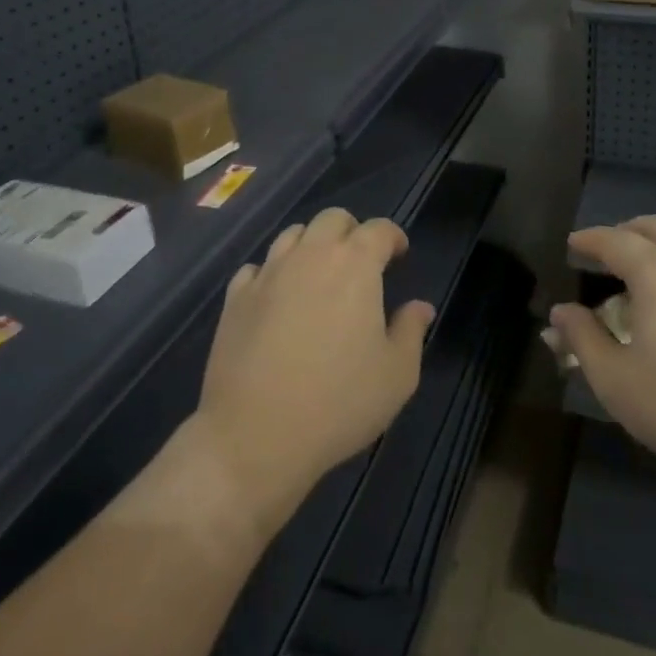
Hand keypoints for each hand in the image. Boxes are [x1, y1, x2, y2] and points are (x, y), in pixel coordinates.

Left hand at [191, 207, 432, 534]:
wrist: (255, 436)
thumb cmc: (338, 402)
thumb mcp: (397, 375)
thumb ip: (411, 331)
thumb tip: (420, 306)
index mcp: (355, 265)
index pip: (378, 229)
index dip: (393, 236)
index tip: (399, 254)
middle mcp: (310, 255)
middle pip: (332, 219)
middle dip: (351, 231)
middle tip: (360, 262)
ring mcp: (268, 273)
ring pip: (292, 235)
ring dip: (311, 245)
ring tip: (318, 275)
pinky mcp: (236, 297)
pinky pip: (257, 268)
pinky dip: (273, 273)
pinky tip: (277, 298)